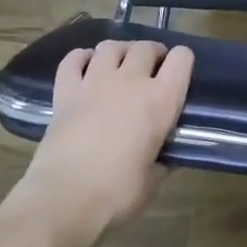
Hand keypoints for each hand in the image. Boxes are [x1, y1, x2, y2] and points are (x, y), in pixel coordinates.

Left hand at [10, 39, 193, 243]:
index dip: (183, 61)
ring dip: (119, 52)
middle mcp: (131, 81)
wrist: (63, 201)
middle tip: (150, 72)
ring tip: (119, 66)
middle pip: (146, 47)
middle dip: (152, 54)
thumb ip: (163, 160)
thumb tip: (165, 155)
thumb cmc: (116, 195)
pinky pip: (73, 59)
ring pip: (111, 46)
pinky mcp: (65, 91)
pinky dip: (81, 58)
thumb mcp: (152, 181)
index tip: (178, 75)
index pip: (182, 58)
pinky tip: (86, 68)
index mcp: (161, 100)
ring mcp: (95, 82)